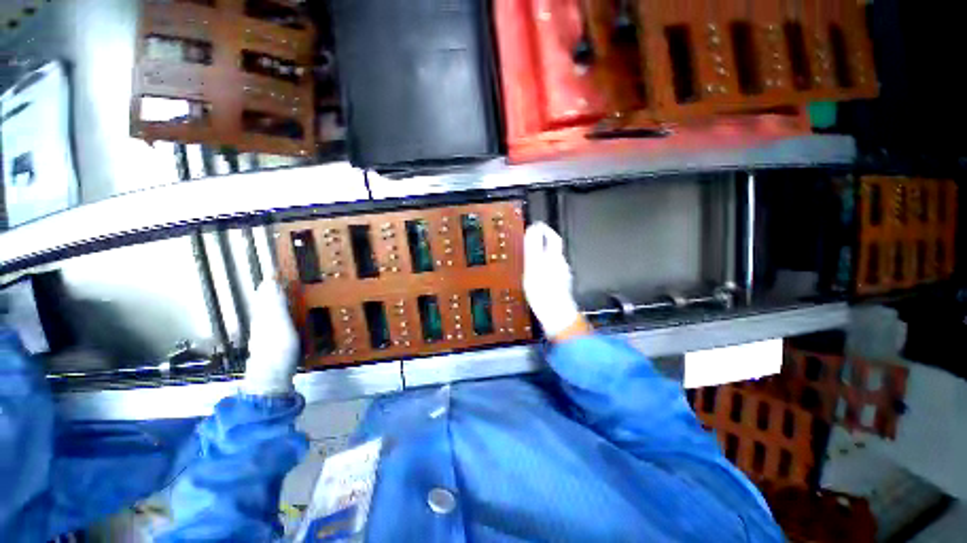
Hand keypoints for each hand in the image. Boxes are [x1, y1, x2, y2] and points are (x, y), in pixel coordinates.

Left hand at [243, 281, 299, 395]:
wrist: (272, 376)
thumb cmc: (277, 347)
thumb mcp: (277, 322)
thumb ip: (274, 302)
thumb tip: (271, 279)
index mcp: (263, 313)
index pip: (266, 290)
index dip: (272, 279)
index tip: (282, 267)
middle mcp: (263, 319)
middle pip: (268, 299)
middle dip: (276, 287)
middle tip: (290, 277)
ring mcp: (269, 331)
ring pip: (273, 309)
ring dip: (281, 299)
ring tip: (293, 291)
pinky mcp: (276, 340)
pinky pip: (280, 319)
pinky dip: (285, 312)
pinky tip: (293, 315)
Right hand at [523, 222, 582, 338]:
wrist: (556, 314)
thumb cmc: (542, 291)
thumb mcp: (532, 266)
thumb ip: (533, 246)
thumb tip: (534, 229)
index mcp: (554, 257)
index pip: (552, 237)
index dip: (544, 230)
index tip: (536, 226)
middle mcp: (560, 263)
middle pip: (554, 247)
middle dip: (545, 241)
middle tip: (533, 238)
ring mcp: (562, 274)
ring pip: (553, 258)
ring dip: (544, 253)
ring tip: (531, 255)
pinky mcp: (561, 284)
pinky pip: (552, 269)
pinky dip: (545, 266)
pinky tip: (538, 273)